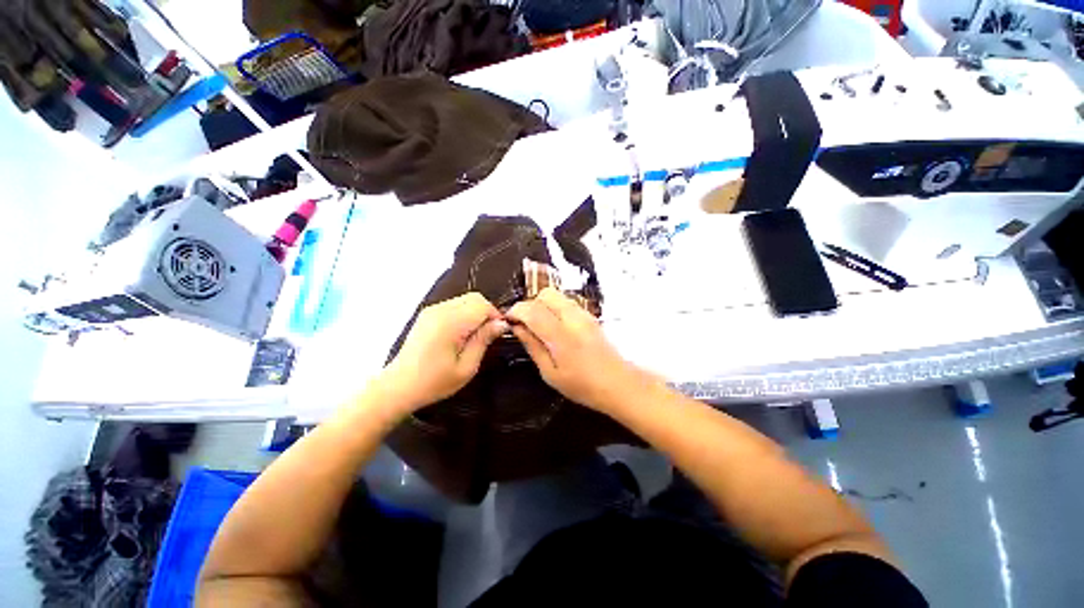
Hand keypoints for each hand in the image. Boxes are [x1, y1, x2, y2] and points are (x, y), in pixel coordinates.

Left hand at [380, 293, 508, 412]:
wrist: (399, 387)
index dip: (495, 316)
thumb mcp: (467, 367)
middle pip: (474, 298)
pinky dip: (464, 314)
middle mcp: (440, 310)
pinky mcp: (428, 314)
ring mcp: (432, 310)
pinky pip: (454, 305)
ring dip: (475, 313)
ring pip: (465, 300)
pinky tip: (460, 334)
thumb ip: (484, 340)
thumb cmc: (434, 382)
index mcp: (450, 323)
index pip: (482, 305)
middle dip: (487, 312)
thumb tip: (502, 324)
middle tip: (488, 335)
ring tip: (473, 337)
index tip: (498, 333)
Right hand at [506, 288, 645, 412]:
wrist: (619, 383)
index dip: (516, 311)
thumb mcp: (551, 373)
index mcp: (561, 336)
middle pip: (545, 294)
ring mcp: (584, 314)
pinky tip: (555, 326)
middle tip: (526, 323)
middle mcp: (573, 318)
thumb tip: (517, 328)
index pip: (532, 310)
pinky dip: (555, 307)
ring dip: (543, 305)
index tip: (509, 320)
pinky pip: (567, 302)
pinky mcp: (590, 315)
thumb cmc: (583, 385)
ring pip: (557, 295)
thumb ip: (533, 346)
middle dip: (530, 304)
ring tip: (540, 325)